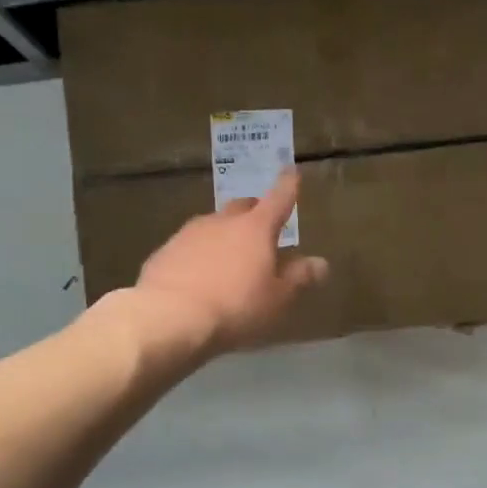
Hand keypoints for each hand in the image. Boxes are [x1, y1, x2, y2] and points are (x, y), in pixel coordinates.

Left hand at [123, 171, 327, 357]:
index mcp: (256, 228)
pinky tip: (199, 276)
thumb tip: (321, 263)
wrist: (168, 316)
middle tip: (262, 228)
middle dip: (254, 212)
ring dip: (224, 235)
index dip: (288, 185)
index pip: (279, 198)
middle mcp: (222, 222)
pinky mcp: (165, 251)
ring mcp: (190, 233)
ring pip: (213, 226)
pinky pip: (189, 246)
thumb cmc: (235, 306)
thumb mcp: (276, 299)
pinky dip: (200, 254)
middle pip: (243, 207)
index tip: (292, 171)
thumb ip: (298, 278)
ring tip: (229, 259)